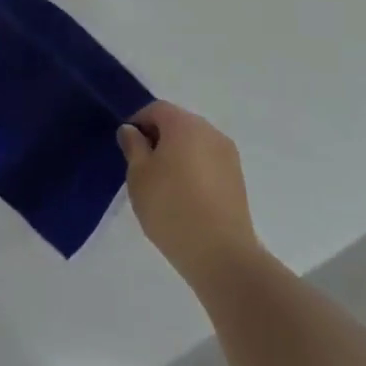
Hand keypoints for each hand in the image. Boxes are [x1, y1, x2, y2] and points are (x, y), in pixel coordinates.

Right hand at [119, 101, 259, 288]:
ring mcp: (228, 156)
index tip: (128, 148)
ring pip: (194, 144)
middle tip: (143, 167)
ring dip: (178, 155)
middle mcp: (210, 131)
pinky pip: (208, 163)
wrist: (222, 256)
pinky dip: (194, 170)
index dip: (138, 123)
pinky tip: (185, 198)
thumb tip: (132, 131)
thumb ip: (133, 146)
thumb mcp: (138, 175)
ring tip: (164, 186)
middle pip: (178, 123)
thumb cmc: (171, 208)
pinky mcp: (238, 180)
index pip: (156, 109)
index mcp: (184, 124)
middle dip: (158, 138)